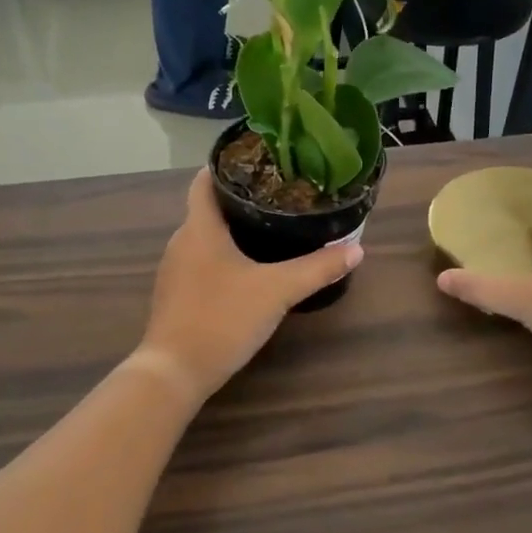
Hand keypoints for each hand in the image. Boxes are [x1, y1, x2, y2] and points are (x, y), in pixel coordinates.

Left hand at [135, 168, 362, 403]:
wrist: (175, 371)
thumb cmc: (222, 318)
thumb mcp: (277, 291)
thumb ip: (317, 268)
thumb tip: (356, 248)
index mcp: (199, 228)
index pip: (205, 180)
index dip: (229, 165)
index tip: (261, 161)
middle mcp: (181, 242)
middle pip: (208, 208)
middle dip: (241, 199)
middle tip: (280, 196)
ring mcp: (175, 270)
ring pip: (205, 237)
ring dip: (232, 231)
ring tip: (270, 228)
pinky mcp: (176, 295)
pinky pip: (201, 262)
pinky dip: (223, 257)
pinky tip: (248, 269)